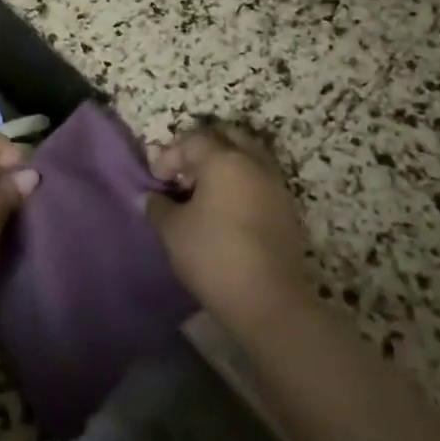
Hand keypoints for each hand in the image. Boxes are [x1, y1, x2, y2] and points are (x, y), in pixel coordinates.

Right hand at [144, 125, 310, 333]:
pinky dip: (242, 186)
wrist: (268, 302)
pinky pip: (260, 182)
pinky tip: (226, 214)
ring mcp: (276, 186)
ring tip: (204, 197)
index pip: (193, 141)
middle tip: (184, 177)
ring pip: (248, 159)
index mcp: (224, 159)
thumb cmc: (213, 255)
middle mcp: (254, 163)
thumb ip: (158, 207)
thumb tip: (151, 197)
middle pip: (227, 138)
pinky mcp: (288, 211)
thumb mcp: (172, 230)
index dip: (170, 156)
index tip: (157, 181)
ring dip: (225, 168)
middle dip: (203, 151)